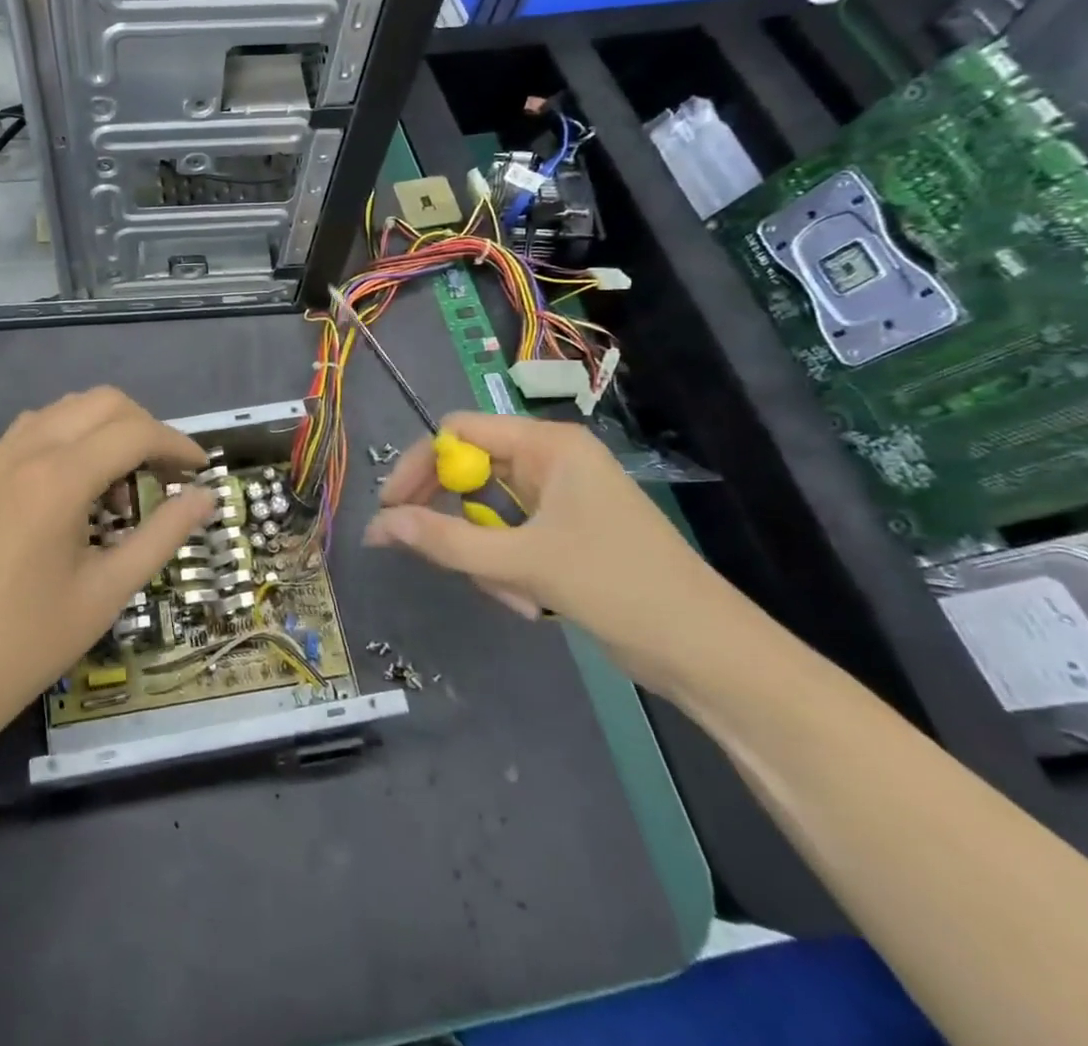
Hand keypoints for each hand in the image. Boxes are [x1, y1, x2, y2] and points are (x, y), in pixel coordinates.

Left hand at [0, 388, 214, 753]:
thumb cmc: (28, 642)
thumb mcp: (107, 591)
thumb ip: (162, 535)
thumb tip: (206, 498)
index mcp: (58, 478)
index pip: (134, 432)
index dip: (177, 444)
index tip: (202, 470)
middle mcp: (26, 450)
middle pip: (102, 402)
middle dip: (145, 427)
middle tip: (166, 474)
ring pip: (66, 408)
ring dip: (106, 427)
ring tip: (122, 482)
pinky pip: (35, 428)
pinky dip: (70, 435)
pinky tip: (77, 484)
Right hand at [364, 412, 753, 696]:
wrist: (709, 654)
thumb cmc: (620, 588)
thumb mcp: (524, 563)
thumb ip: (446, 540)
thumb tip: (377, 525)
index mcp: (547, 445)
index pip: (458, 432)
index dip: (419, 466)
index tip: (390, 510)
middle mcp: (551, 461)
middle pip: (469, 471)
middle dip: (453, 519)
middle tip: (428, 554)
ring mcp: (560, 498)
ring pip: (486, 512)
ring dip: (484, 555)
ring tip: (513, 596)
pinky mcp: (565, 533)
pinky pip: (509, 537)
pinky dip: (505, 569)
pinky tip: (531, 604)